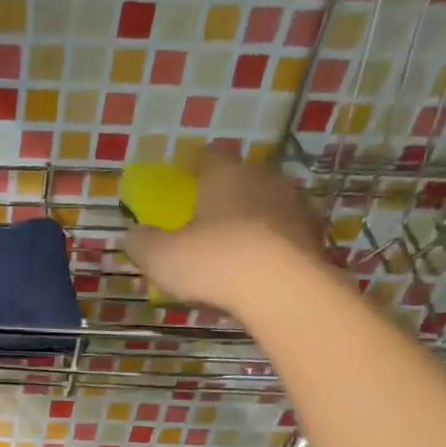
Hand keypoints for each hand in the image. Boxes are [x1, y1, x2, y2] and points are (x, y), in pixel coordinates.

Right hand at [123, 144, 324, 309]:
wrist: (284, 290)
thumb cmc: (214, 262)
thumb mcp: (160, 257)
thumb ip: (142, 243)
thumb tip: (132, 234)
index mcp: (225, 174)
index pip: (207, 156)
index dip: (191, 163)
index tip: (181, 173)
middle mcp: (264, 180)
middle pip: (240, 179)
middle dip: (222, 194)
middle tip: (204, 215)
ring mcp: (294, 207)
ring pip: (265, 206)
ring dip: (248, 221)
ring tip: (231, 245)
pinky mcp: (313, 238)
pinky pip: (282, 236)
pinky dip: (268, 246)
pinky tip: (255, 268)